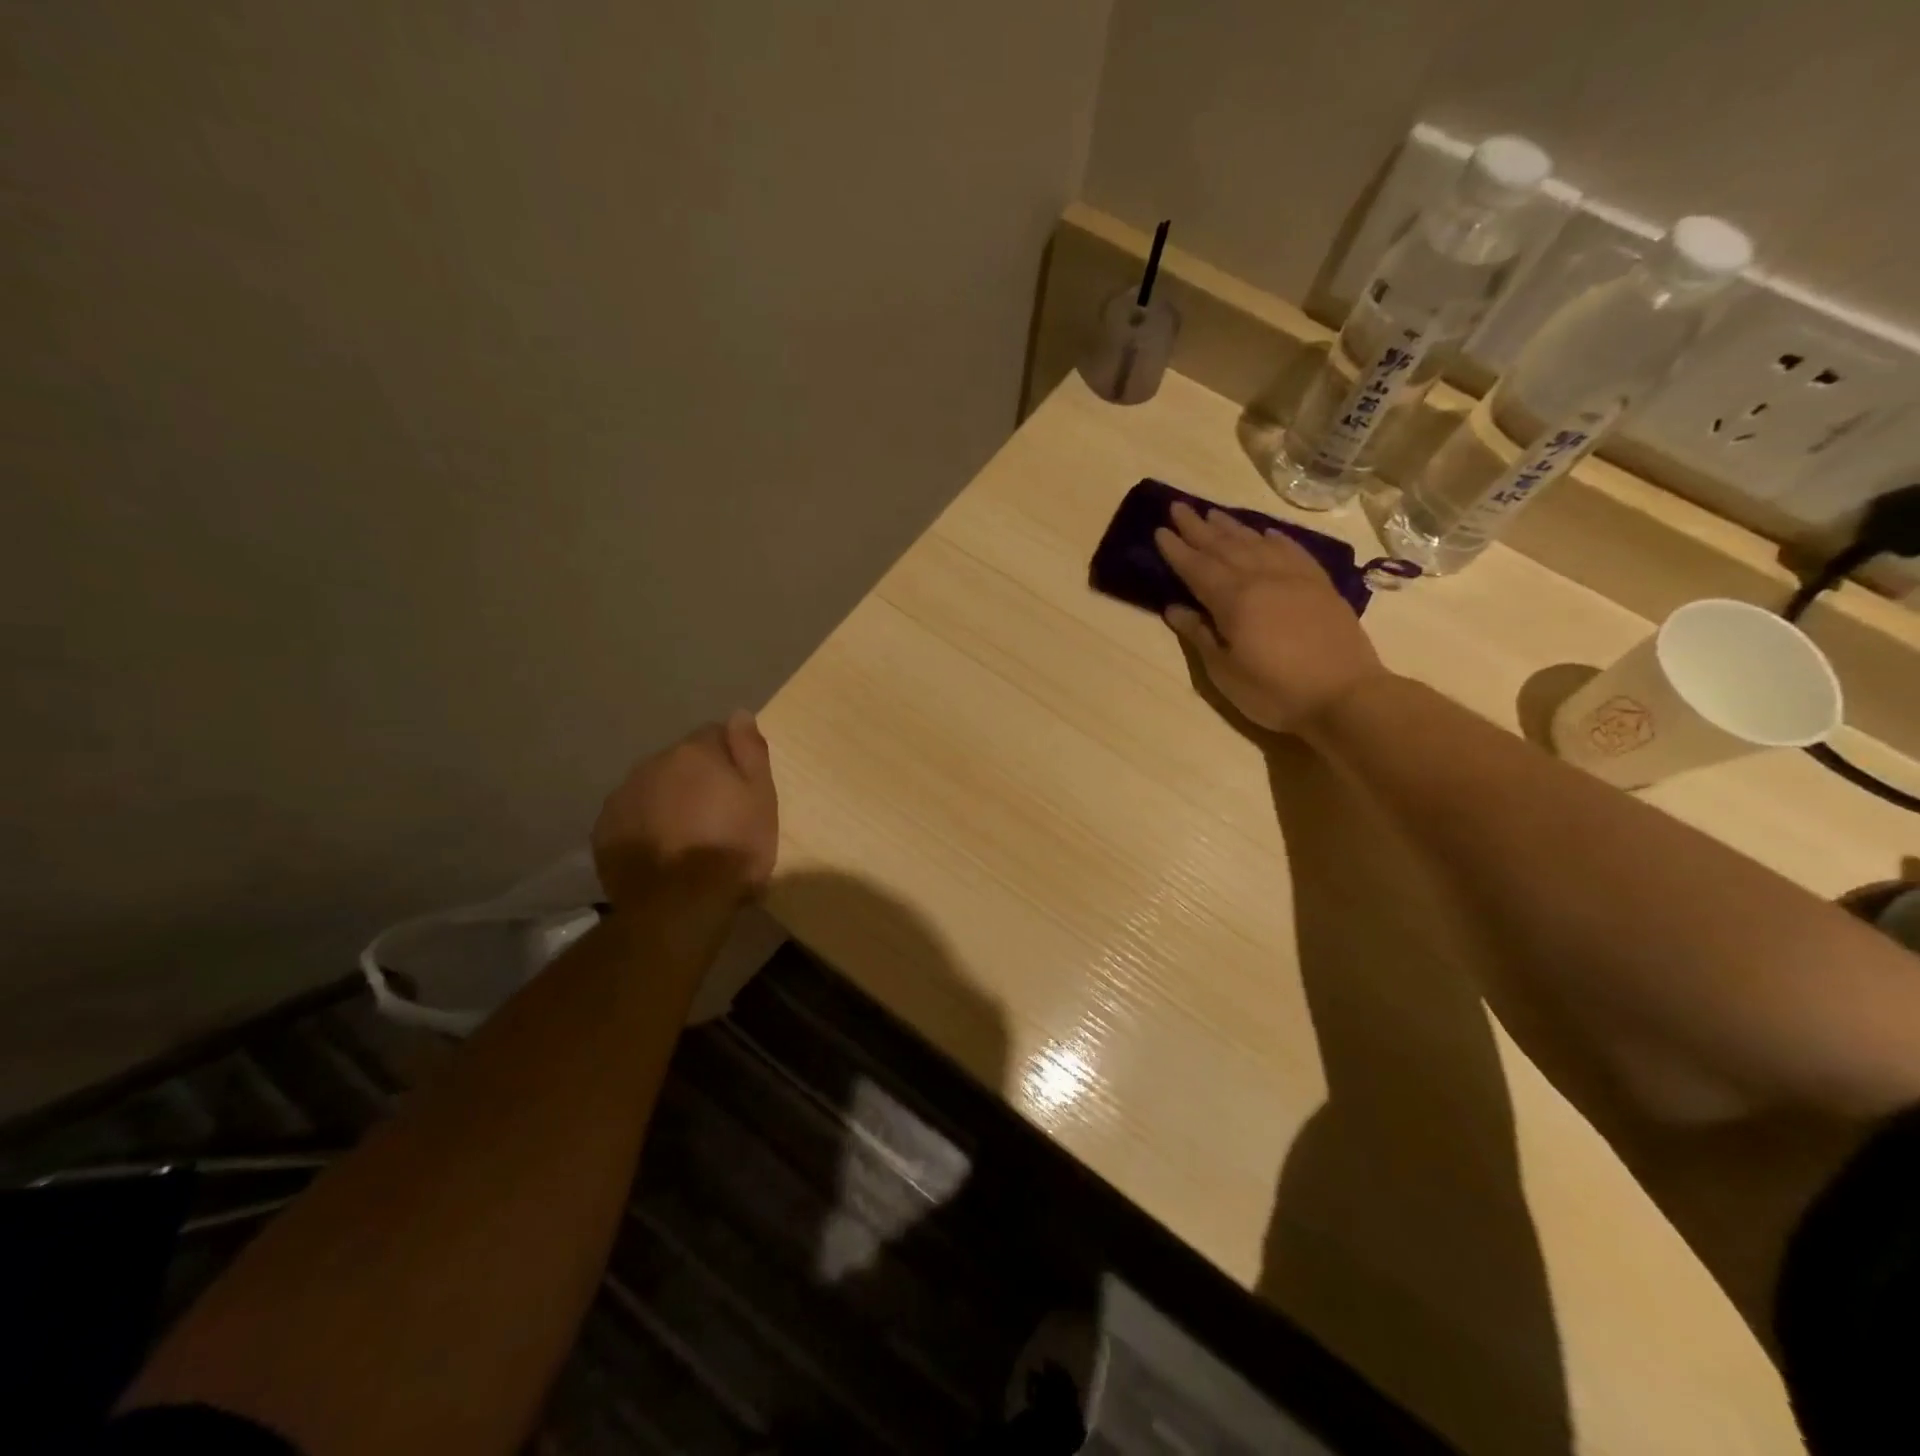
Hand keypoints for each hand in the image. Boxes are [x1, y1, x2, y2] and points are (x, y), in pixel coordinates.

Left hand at [592, 712, 778, 907]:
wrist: (679, 904)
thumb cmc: (733, 848)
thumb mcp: (762, 797)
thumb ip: (750, 751)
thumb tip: (739, 713)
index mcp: (694, 752)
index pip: (714, 735)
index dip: (730, 759)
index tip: (739, 788)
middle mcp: (653, 764)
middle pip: (680, 762)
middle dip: (695, 780)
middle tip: (715, 816)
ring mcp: (623, 797)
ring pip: (652, 788)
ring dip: (667, 802)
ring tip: (685, 837)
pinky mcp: (604, 831)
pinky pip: (630, 817)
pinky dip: (644, 827)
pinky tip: (660, 852)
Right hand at [1155, 502, 1389, 733]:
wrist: (1346, 696)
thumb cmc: (1275, 691)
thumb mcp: (1225, 672)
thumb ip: (1200, 635)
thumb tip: (1174, 608)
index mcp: (1234, 600)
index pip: (1197, 568)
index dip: (1177, 550)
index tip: (1160, 530)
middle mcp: (1262, 578)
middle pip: (1224, 547)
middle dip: (1198, 528)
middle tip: (1178, 507)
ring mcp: (1295, 578)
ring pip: (1257, 543)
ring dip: (1232, 527)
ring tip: (1213, 513)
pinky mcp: (1320, 586)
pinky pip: (1293, 551)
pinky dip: (1275, 538)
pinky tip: (1266, 532)